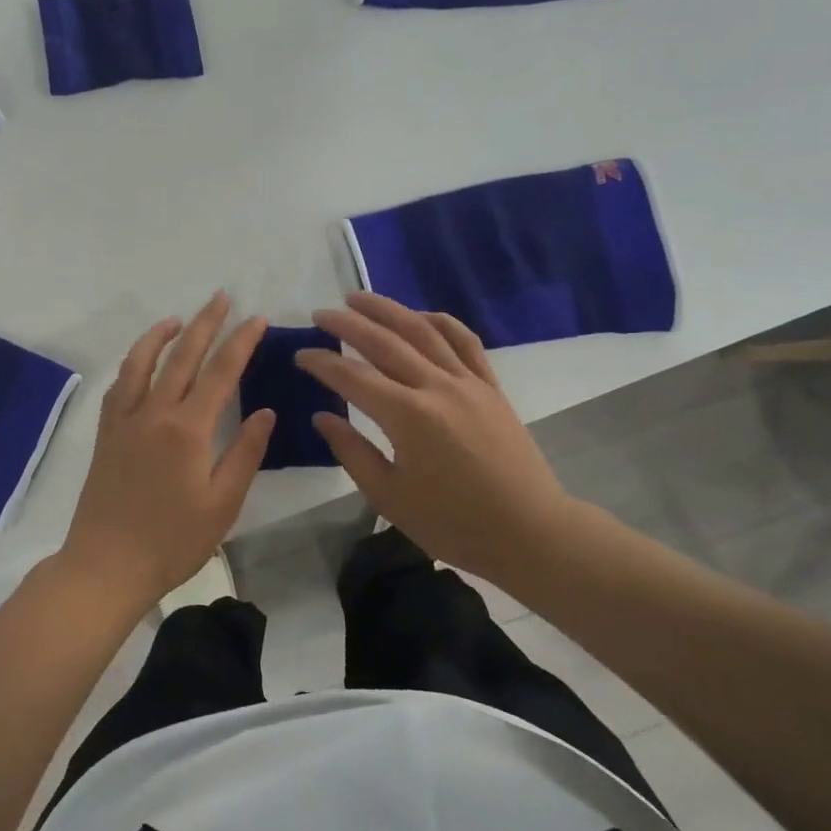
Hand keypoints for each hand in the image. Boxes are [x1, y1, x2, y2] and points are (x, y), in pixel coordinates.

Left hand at [57, 293, 274, 614]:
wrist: (106, 565)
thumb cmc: (172, 541)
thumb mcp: (222, 504)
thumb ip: (245, 453)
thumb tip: (266, 412)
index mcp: (188, 429)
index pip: (222, 371)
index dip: (242, 340)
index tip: (257, 318)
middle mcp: (154, 412)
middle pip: (183, 355)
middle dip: (206, 322)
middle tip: (222, 297)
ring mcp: (125, 419)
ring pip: (142, 361)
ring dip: (162, 334)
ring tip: (180, 319)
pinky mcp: (106, 432)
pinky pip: (120, 384)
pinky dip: (134, 362)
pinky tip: (143, 361)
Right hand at [294, 292, 578, 578]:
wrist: (529, 533)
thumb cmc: (453, 524)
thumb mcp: (389, 497)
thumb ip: (352, 451)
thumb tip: (322, 417)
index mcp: (407, 417)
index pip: (352, 377)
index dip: (321, 363)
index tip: (300, 354)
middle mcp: (436, 387)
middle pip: (384, 342)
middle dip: (348, 324)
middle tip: (320, 314)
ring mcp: (468, 382)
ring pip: (422, 331)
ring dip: (387, 310)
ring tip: (359, 298)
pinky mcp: (490, 387)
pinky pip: (464, 342)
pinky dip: (440, 322)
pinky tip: (420, 315)